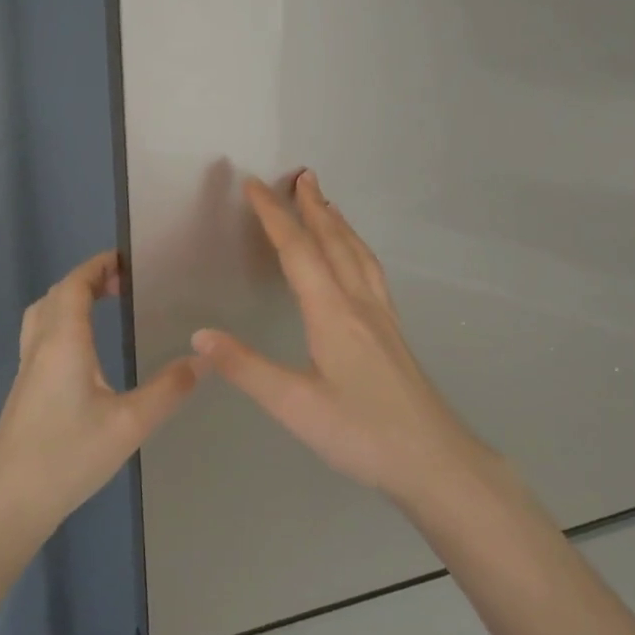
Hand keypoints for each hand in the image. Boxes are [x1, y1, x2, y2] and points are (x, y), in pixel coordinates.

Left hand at [0, 250, 200, 535]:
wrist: (8, 503)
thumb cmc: (68, 457)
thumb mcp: (130, 424)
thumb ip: (168, 389)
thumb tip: (203, 358)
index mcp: (63, 342)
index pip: (74, 285)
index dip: (98, 266)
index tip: (128, 260)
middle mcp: (40, 347)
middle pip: (56, 295)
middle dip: (88, 279)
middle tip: (123, 283)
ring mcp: (27, 370)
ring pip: (43, 315)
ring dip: (70, 300)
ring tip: (104, 306)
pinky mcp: (24, 391)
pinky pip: (41, 337)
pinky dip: (62, 323)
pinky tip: (84, 352)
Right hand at [192, 171, 482, 501]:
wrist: (434, 459)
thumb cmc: (362, 434)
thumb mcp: (295, 406)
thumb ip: (246, 369)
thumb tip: (200, 335)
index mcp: (333, 313)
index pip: (298, 252)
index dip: (274, 216)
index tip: (255, 185)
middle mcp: (360, 304)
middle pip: (334, 242)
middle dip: (313, 206)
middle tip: (301, 174)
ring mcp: (383, 316)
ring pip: (358, 254)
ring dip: (338, 223)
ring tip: (326, 202)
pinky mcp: (394, 332)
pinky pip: (372, 272)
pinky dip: (357, 248)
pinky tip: (357, 258)